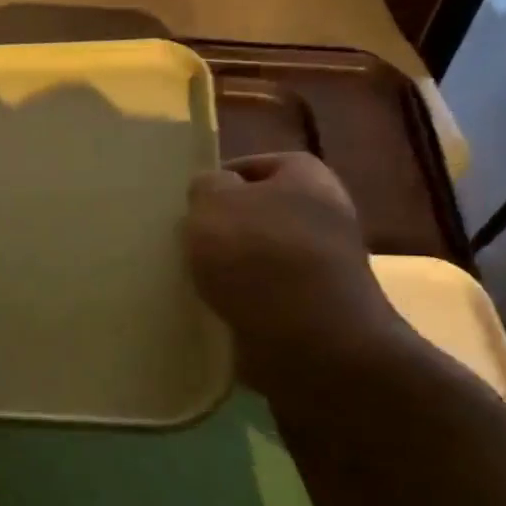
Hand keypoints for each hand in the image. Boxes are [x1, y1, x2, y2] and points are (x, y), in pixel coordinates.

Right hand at [185, 153, 407, 387]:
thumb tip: (212, 191)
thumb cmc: (259, 255)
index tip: (186, 204)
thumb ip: (206, 186)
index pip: (253, 165)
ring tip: (191, 279)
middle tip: (183, 242)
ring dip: (227, 269)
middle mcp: (322, 215)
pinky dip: (239, 302)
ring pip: (257, 257)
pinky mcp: (310, 310)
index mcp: (306, 176)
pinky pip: (262, 296)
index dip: (217, 180)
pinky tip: (212, 309)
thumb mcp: (214, 203)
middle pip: (256, 214)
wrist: (309, 340)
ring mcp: (320, 266)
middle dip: (221, 229)